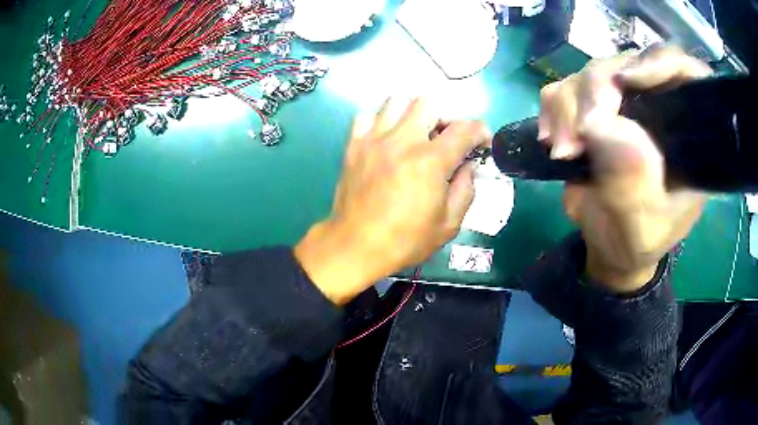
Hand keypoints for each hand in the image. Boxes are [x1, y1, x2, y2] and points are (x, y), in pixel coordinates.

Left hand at [295, 98, 490, 304]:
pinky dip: (382, 120)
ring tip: (418, 132)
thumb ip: (466, 189)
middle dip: (446, 116)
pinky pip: (368, 116)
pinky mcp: (354, 145)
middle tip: (447, 136)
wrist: (355, 247)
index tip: (482, 141)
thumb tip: (468, 166)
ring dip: (414, 112)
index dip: (480, 131)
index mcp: (430, 162)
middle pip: (429, 102)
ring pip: (397, 101)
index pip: (463, 129)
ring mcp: (374, 140)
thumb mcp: (448, 224)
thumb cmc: (404, 241)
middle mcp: (402, 141)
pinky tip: (388, 137)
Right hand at [538, 46, 710, 292]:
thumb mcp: (643, 227)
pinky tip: (553, 140)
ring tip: (564, 151)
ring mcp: (624, 104)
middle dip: (597, 91)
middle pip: (629, 64)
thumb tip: (600, 124)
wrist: (609, 244)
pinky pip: (566, 85)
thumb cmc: (637, 241)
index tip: (626, 82)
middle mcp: (658, 108)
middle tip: (579, 133)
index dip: (658, 62)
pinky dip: (553, 108)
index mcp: (686, 137)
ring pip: (593, 71)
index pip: (684, 74)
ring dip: (569, 105)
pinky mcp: (595, 107)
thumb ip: (633, 185)